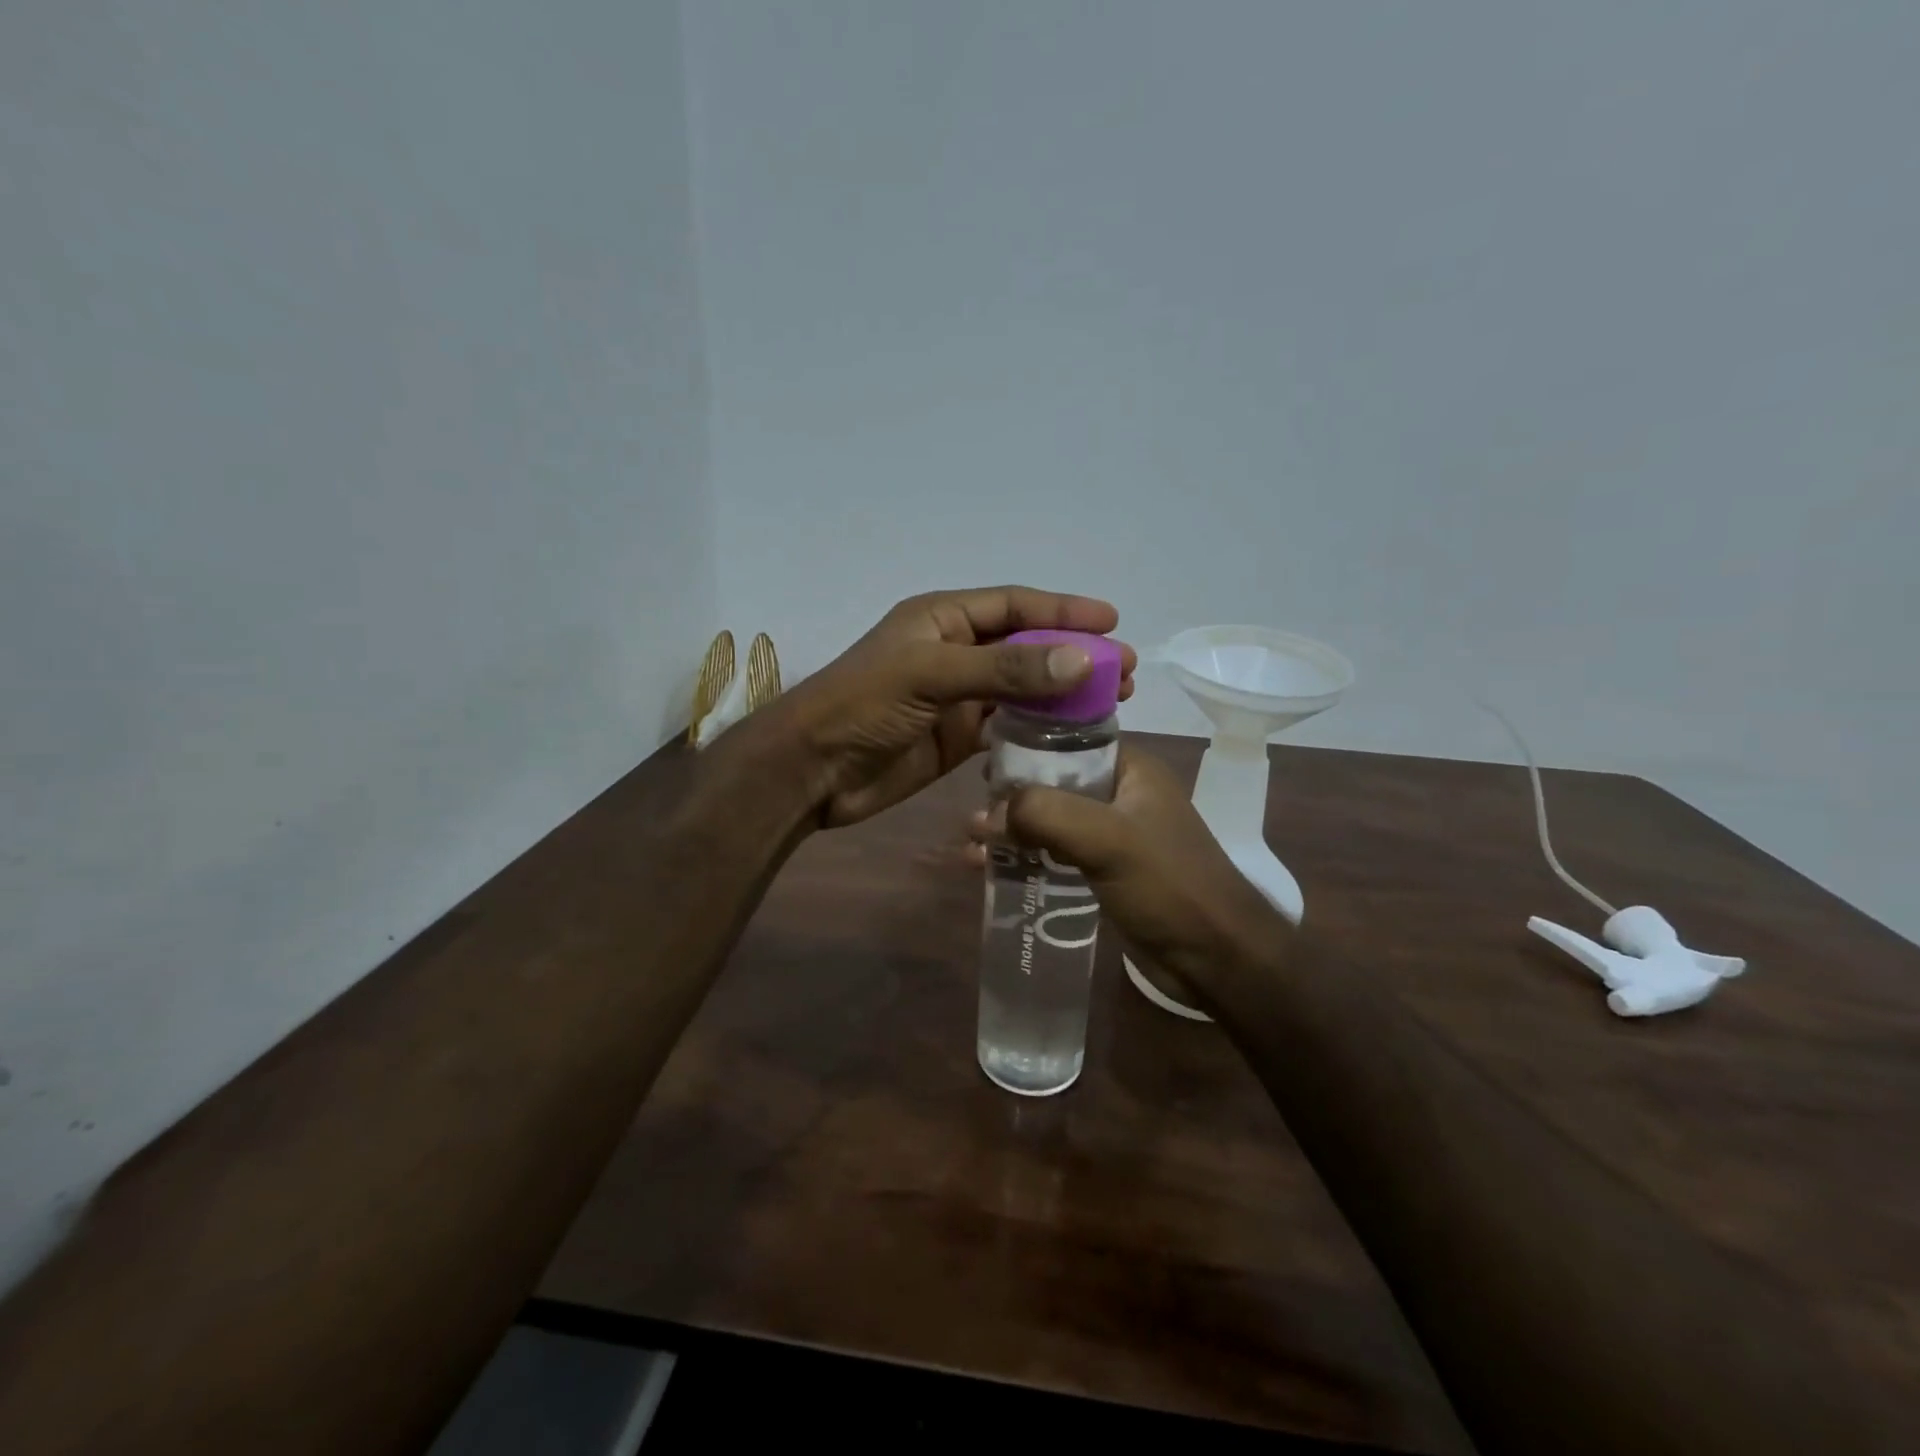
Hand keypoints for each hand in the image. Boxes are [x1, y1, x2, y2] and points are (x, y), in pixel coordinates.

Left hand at [784, 586, 1136, 827]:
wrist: (814, 771)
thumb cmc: (863, 705)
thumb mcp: (932, 675)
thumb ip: (1005, 668)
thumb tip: (1081, 660)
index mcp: (942, 618)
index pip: (1014, 606)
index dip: (1063, 611)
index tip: (1112, 621)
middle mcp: (954, 652)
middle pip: (1025, 647)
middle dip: (1073, 655)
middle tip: (1122, 671)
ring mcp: (957, 697)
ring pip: (1022, 689)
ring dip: (1063, 694)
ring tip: (1112, 701)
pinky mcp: (957, 738)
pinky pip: (1008, 727)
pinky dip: (1039, 730)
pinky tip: (1073, 735)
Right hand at [967, 748, 1289, 1001]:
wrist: (1218, 957)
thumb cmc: (1169, 885)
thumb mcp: (1107, 839)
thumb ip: (1045, 815)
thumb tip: (983, 815)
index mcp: (1130, 769)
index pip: (1067, 740)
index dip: (1023, 748)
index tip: (980, 764)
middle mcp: (1121, 794)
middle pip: (1053, 783)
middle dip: (1010, 799)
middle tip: (969, 815)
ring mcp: (1114, 834)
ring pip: (1051, 821)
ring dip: (1013, 833)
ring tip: (971, 850)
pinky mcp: (1107, 870)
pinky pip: (1057, 854)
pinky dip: (1027, 859)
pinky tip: (993, 871)